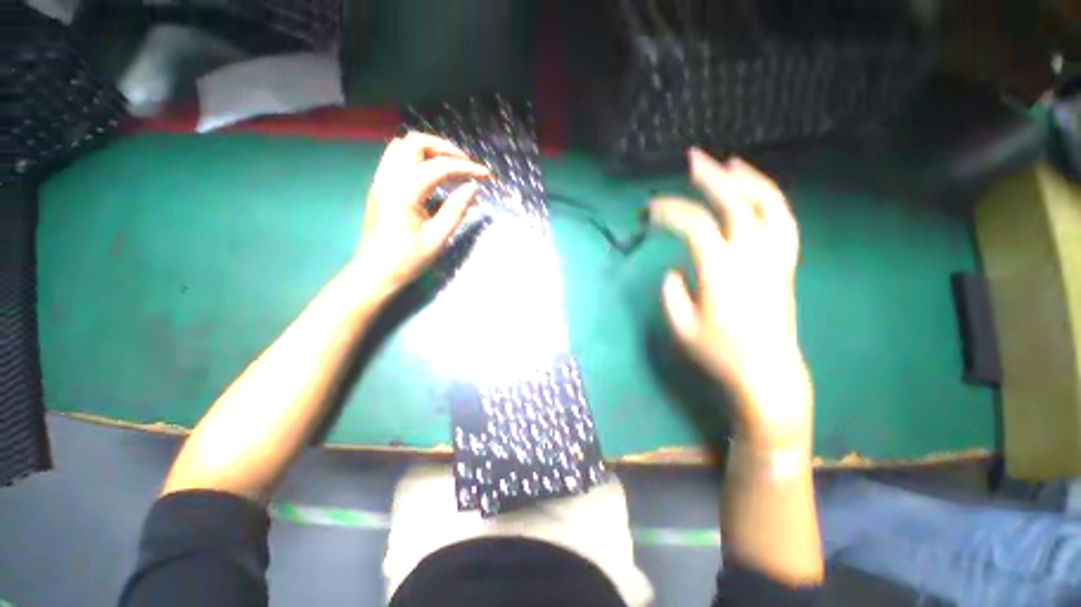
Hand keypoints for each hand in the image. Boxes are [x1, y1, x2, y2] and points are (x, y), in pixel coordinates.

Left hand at [354, 132, 490, 297]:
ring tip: (451, 166)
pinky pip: (396, 158)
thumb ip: (456, 210)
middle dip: (445, 148)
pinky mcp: (380, 186)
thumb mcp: (437, 239)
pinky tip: (432, 174)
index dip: (465, 167)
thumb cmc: (407, 260)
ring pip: (403, 146)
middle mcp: (388, 179)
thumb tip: (473, 187)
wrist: (375, 272)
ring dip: (430, 150)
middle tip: (466, 164)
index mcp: (404, 193)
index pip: (439, 167)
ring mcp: (381, 181)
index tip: (485, 175)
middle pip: (415, 143)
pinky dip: (417, 158)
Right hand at [650, 149, 811, 449]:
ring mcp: (774, 258)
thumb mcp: (681, 327)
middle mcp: (752, 257)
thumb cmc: (719, 354)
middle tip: (693, 159)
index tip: (651, 209)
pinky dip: (770, 200)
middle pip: (735, 203)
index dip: (671, 211)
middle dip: (711, 177)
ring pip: (769, 205)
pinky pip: (784, 222)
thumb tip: (675, 269)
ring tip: (730, 164)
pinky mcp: (786, 265)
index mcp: (721, 272)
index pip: (695, 226)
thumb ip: (672, 293)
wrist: (768, 374)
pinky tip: (756, 194)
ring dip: (748, 180)